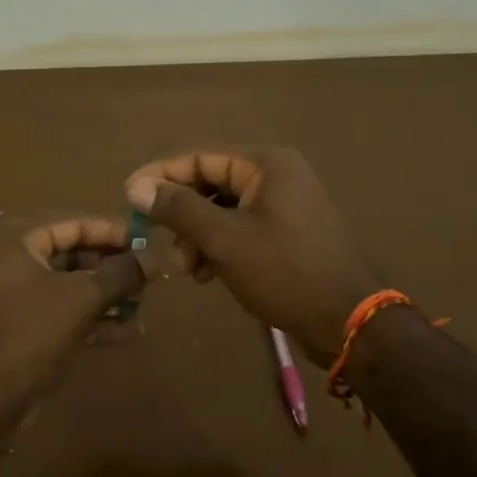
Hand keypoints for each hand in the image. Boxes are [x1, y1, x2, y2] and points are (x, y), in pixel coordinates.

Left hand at [0, 215, 145, 439]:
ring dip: (107, 294)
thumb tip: (153, 258)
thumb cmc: (27, 336)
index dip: (113, 232)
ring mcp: (12, 296)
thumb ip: (120, 275)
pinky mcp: (20, 328)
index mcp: (12, 239)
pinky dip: (92, 319)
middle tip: (151, 274)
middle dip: (112, 266)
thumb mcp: (80, 299)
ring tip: (146, 301)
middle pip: (71, 253)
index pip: (73, 223)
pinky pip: (61, 312)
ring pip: (69, 286)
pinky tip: (131, 330)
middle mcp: (8, 260)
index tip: (148, 240)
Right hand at [125, 147, 377, 365]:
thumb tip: (136, 185)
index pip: (199, 157)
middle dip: (181, 215)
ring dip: (198, 236)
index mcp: (265, 163)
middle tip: (161, 245)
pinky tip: (207, 275)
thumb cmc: (285, 272)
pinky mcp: (287, 231)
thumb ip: (179, 209)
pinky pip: (240, 228)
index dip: (160, 175)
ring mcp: (284, 204)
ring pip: (223, 210)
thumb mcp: (225, 240)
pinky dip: (219, 247)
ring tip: (187, 270)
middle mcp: (276, 174)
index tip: (127, 197)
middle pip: (210, 183)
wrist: (349, 320)